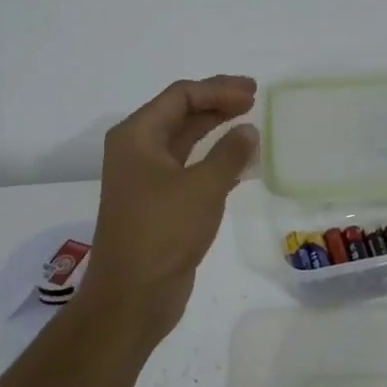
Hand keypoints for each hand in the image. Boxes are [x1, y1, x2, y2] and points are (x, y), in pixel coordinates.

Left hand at [79, 75, 258, 346]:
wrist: (132, 296)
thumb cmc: (163, 232)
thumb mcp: (203, 187)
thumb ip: (229, 154)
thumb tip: (248, 131)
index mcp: (137, 136)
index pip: (180, 96)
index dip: (218, 89)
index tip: (252, 93)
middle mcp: (137, 151)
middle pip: (180, 113)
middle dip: (217, 103)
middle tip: (253, 98)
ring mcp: (146, 178)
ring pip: (185, 140)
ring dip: (216, 129)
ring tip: (249, 123)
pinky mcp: (158, 203)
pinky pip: (188, 167)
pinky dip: (213, 158)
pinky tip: (240, 162)